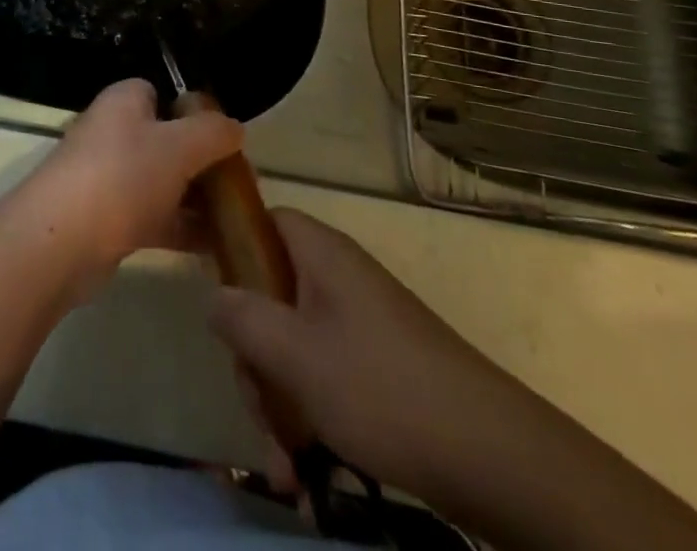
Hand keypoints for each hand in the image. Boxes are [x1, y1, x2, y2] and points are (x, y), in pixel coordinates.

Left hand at [17, 78, 241, 296]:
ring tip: (236, 218)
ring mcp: (106, 178)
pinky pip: (151, 217)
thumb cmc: (122, 177)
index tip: (225, 137)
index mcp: (123, 101)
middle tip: (238, 183)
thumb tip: (235, 127)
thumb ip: (212, 132)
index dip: (193, 111)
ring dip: (194, 198)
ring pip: (160, 181)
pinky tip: (214, 247)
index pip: (161, 92)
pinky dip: (179, 228)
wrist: (60, 242)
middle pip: (165, 139)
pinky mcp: (105, 220)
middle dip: (200, 160)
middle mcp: (112, 132)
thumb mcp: (179, 146)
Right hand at [207, 208, 508, 500]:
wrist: (491, 454)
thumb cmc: (380, 387)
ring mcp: (361, 323)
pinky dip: (312, 418)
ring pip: (295, 346)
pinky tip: (307, 475)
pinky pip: (326, 377)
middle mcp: (339, 278)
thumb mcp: (295, 355)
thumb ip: (242, 319)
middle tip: (257, 406)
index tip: (205, 281)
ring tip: (285, 465)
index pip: (264, 221)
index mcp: (320, 254)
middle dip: (255, 357)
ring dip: (280, 402)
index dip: (231, 241)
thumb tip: (213, 296)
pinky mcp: (379, 366)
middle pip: (272, 295)